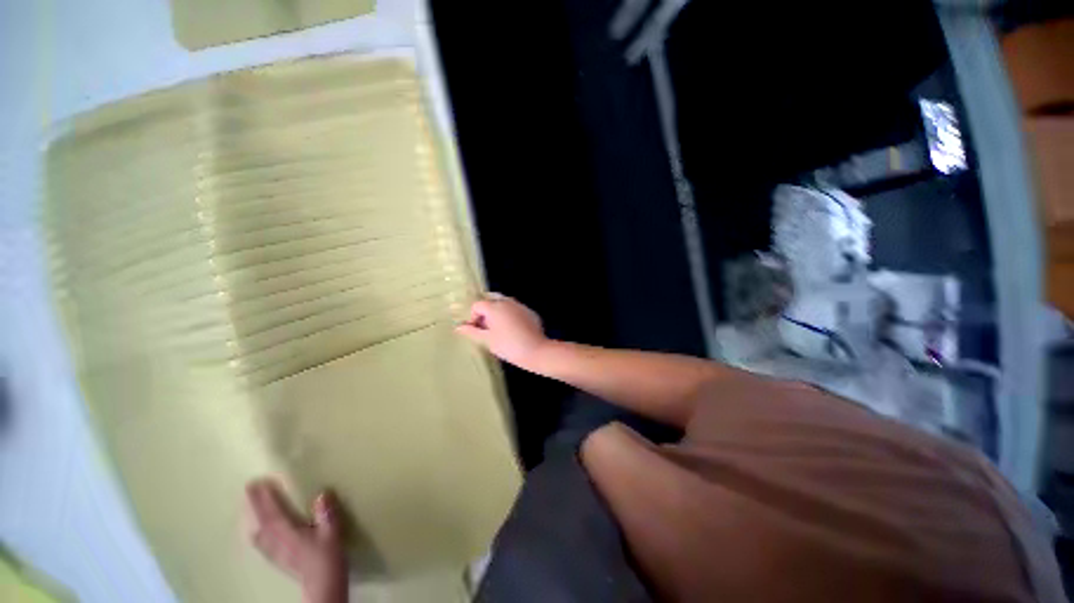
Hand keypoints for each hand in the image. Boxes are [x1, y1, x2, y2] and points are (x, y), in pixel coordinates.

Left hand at [245, 479, 347, 602]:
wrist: (323, 582)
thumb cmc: (328, 555)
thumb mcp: (332, 532)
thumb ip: (326, 513)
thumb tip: (321, 493)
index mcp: (289, 533)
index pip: (273, 513)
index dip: (265, 498)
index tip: (260, 481)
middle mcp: (276, 541)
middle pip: (261, 520)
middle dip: (254, 504)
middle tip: (248, 486)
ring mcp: (274, 551)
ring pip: (257, 531)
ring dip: (252, 516)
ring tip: (248, 504)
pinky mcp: (276, 558)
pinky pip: (260, 542)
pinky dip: (255, 531)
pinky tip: (255, 530)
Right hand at [455, 295, 549, 370]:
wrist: (535, 350)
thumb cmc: (507, 346)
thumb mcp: (487, 340)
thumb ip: (471, 331)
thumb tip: (458, 327)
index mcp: (494, 306)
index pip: (477, 305)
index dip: (473, 317)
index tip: (477, 331)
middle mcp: (507, 301)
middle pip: (491, 300)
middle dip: (486, 311)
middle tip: (487, 328)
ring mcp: (520, 305)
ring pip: (504, 303)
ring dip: (498, 313)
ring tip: (499, 329)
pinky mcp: (530, 312)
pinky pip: (515, 309)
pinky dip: (510, 315)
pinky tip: (513, 330)